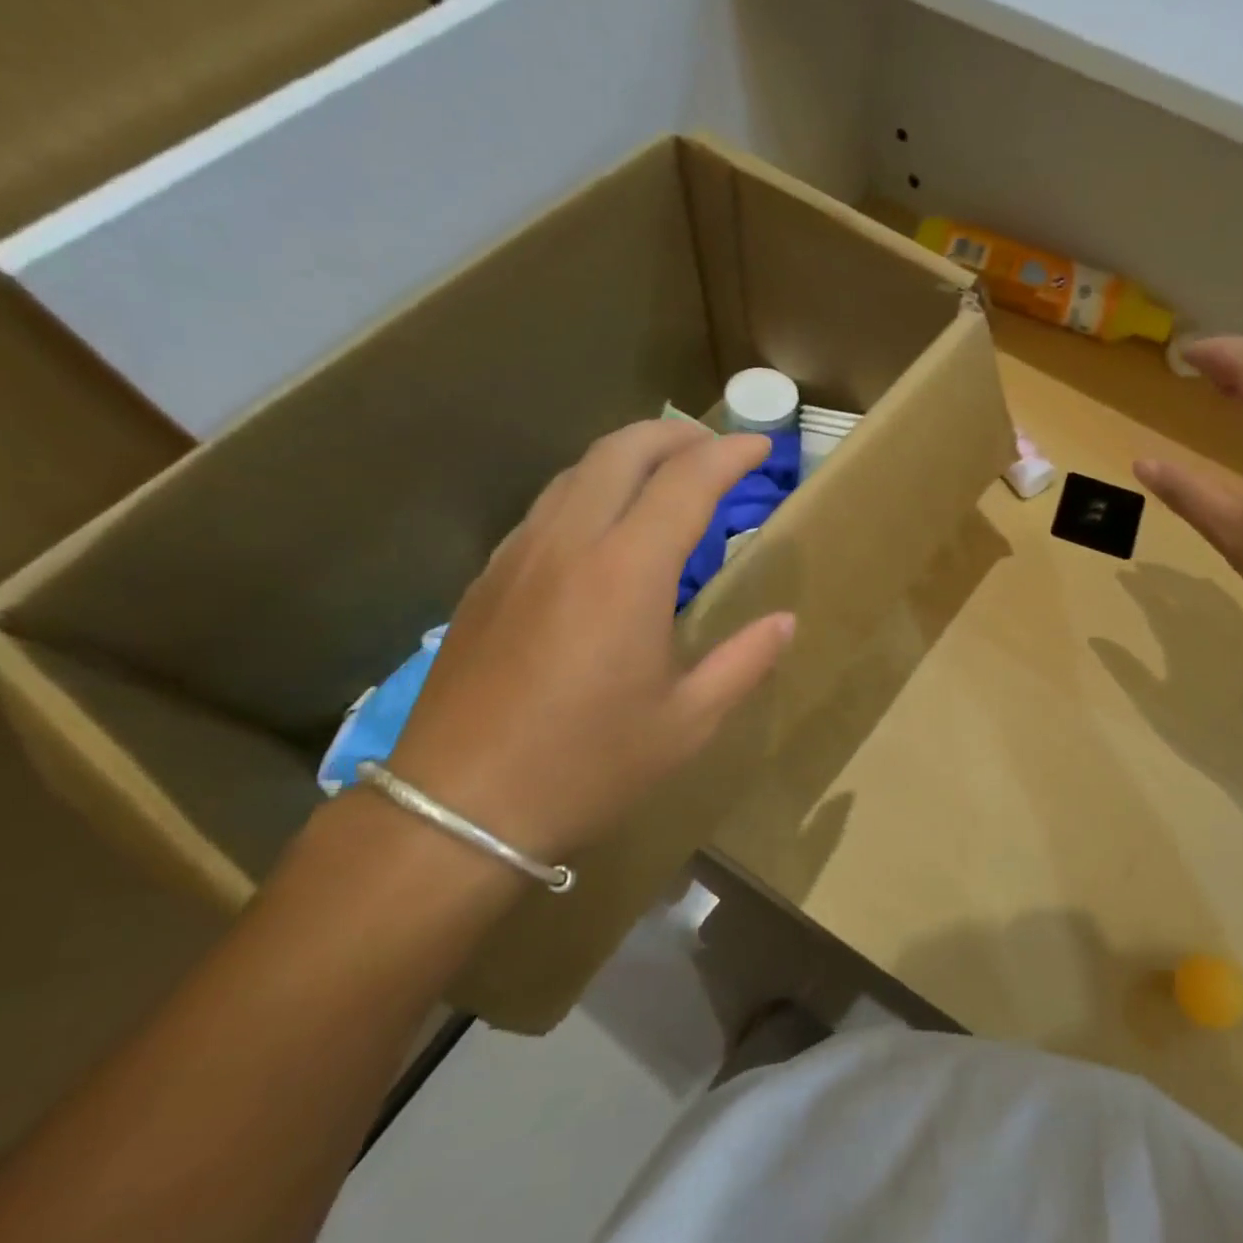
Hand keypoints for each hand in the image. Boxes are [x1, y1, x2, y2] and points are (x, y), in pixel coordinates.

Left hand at [386, 422, 794, 861]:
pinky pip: (547, 505)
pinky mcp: (489, 578)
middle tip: (715, 447)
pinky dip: (590, 488)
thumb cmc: (587, 767)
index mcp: (627, 572)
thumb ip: (744, 662)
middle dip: (676, 435)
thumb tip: (784, 622)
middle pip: (623, 450)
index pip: (687, 481)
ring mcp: (520, 555)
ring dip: (629, 455)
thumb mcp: (686, 723)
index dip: (729, 454)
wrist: (458, 808)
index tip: (760, 445)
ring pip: (578, 471)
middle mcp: (570, 543)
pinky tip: (605, 526)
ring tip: (666, 474)